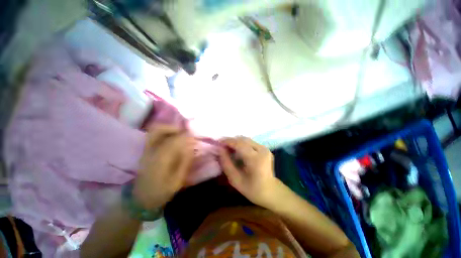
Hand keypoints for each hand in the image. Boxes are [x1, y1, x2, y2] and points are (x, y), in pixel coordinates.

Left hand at [133, 125, 194, 208]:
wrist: (140, 200)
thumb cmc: (161, 192)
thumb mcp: (177, 180)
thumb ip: (185, 162)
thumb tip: (191, 147)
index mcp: (160, 159)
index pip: (174, 140)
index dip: (185, 136)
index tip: (194, 137)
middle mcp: (151, 151)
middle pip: (158, 130)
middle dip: (174, 128)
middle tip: (185, 132)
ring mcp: (146, 150)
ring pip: (154, 131)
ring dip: (168, 129)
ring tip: (179, 133)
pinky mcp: (145, 152)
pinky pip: (153, 137)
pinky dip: (163, 133)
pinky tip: (171, 138)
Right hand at [218, 137, 278, 206]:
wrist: (271, 191)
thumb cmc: (252, 189)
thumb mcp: (235, 179)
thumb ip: (226, 163)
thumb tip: (220, 149)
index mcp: (256, 159)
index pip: (239, 144)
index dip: (227, 141)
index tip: (218, 142)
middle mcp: (262, 150)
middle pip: (243, 139)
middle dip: (231, 141)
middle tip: (222, 147)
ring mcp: (265, 148)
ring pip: (246, 140)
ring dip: (236, 142)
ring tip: (229, 149)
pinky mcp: (265, 148)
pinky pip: (250, 143)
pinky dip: (242, 145)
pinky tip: (238, 152)